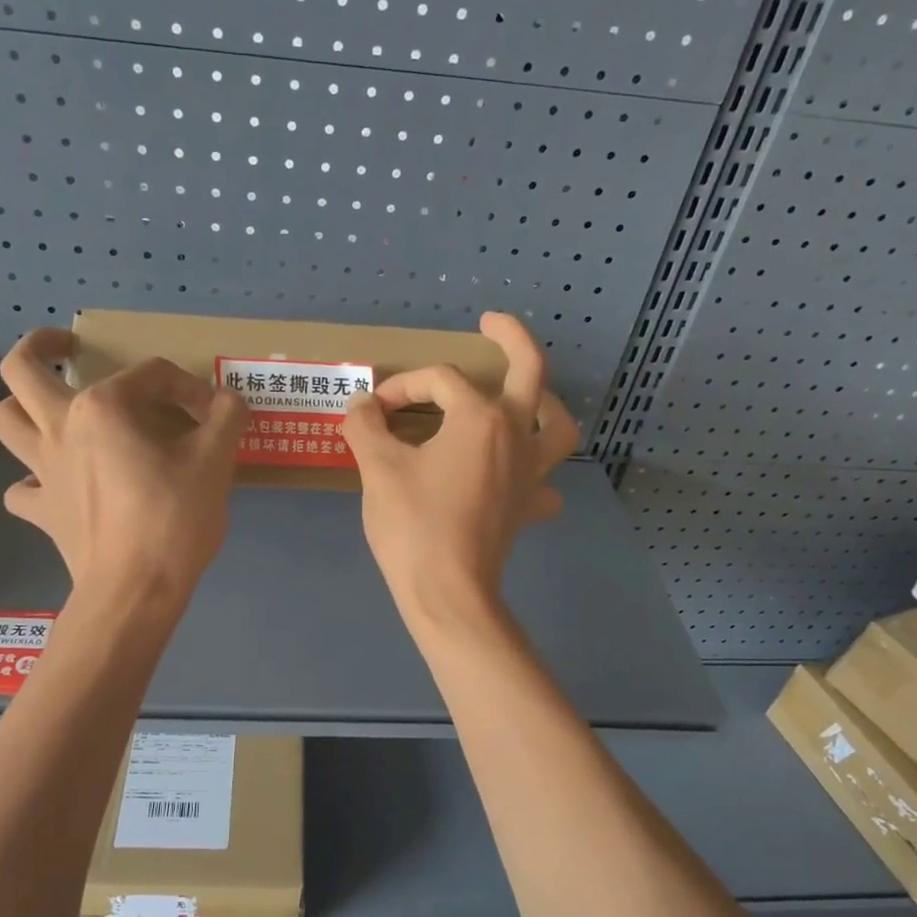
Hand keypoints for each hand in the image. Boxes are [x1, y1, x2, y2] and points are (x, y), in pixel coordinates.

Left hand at [0, 329, 247, 605]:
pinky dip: (33, 480)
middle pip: (23, 370)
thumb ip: (227, 418)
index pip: (151, 374)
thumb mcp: (216, 461)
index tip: (216, 416)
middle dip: (41, 347)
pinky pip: (22, 488)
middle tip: (67, 348)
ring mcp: (43, 472)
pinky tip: (57, 484)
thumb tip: (229, 402)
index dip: (190, 387)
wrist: (135, 590)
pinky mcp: (42, 511)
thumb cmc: (174, 519)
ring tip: (49, 407)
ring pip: (5, 421)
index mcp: (103, 407)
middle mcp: (60, 428)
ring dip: (21, 406)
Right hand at [343, 312, 580, 629]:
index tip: (372, 411)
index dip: (401, 387)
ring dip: (543, 401)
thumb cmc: (413, 525)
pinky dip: (535, 470)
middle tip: (490, 323)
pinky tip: (516, 474)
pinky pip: (544, 480)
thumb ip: (366, 426)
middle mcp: (516, 435)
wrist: (447, 594)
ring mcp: (530, 473)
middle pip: (529, 371)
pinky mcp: (528, 506)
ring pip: (556, 424)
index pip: (438, 382)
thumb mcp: (378, 468)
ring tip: (523, 395)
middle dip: (511, 338)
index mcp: (480, 417)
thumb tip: (360, 405)